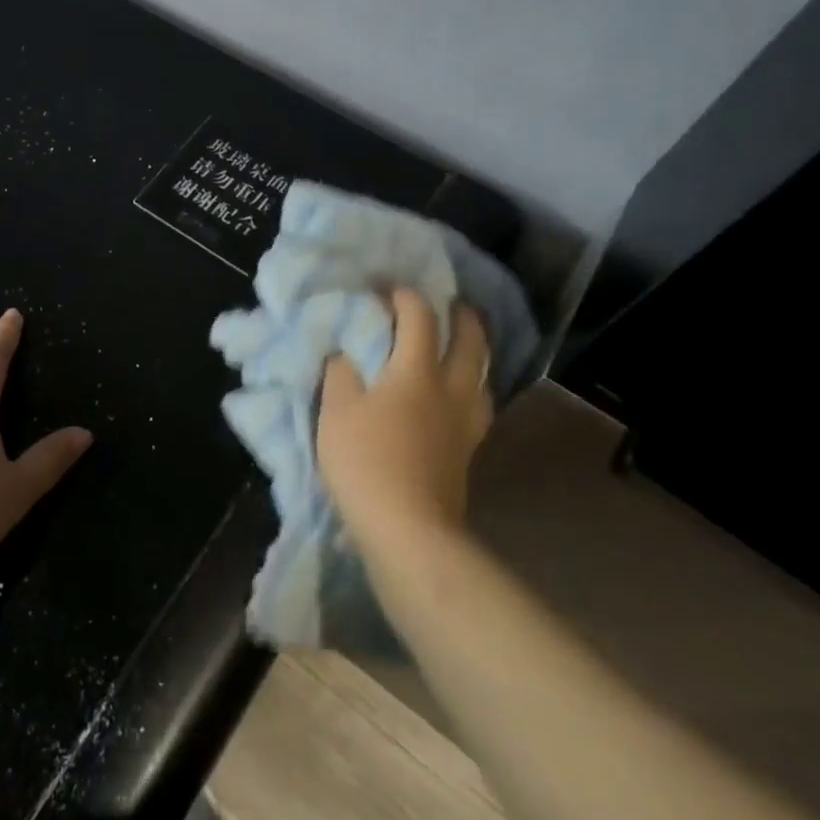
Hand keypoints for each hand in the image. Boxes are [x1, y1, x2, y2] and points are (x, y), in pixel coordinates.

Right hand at [318, 288, 492, 554]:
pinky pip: (478, 404)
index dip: (406, 297)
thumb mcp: (336, 410)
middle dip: (463, 316)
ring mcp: (466, 423)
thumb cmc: (365, 461)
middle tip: (452, 303)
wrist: (408, 529)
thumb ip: (340, 372)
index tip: (390, 289)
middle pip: (470, 342)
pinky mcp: (468, 451)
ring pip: (482, 375)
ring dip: (475, 352)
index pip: (420, 319)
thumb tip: (345, 350)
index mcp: (416, 372)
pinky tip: (459, 395)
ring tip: (461, 346)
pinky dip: (472, 386)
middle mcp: (451, 390)